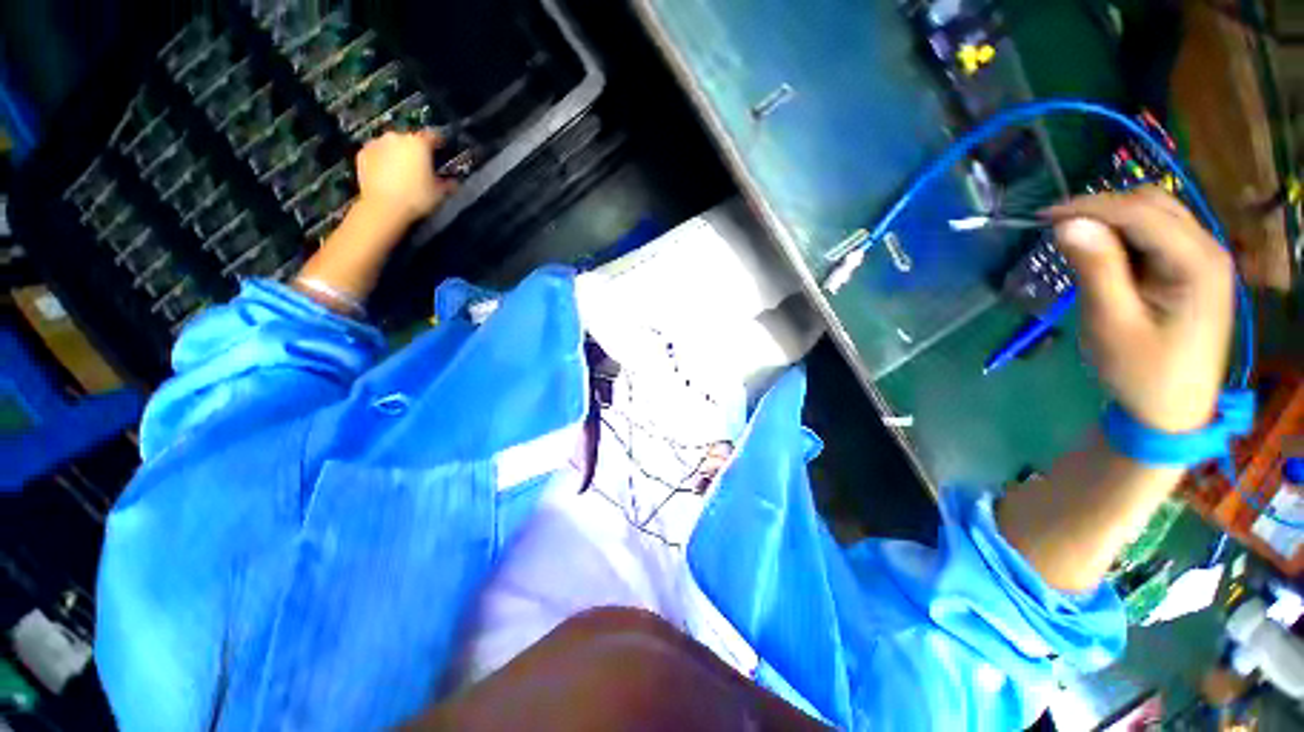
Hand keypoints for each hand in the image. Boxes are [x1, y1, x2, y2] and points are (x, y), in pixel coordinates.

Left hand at [355, 130, 451, 223]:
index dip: (439, 143)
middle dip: (415, 150)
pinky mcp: (362, 153)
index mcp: (419, 143)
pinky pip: (377, 153)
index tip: (442, 150)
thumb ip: (446, 183)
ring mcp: (377, 143)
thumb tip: (452, 182)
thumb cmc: (416, 198)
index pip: (433, 136)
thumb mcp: (439, 193)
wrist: (383, 207)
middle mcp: (397, 137)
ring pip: (392, 145)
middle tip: (420, 165)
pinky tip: (386, 173)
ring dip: (397, 153)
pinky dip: (382, 159)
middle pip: (410, 139)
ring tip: (402, 170)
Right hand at [1044, 187, 1234, 432]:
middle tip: (1058, 229)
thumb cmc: (1142, 373)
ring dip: (1113, 220)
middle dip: (1103, 209)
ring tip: (1076, 241)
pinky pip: (1156, 234)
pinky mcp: (1192, 268)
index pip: (1142, 213)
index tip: (1044, 216)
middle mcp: (1208, 249)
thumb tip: (1068, 225)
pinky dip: (1125, 235)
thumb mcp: (1112, 324)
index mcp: (1197, 264)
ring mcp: (1204, 258)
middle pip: (1154, 204)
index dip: (1091, 207)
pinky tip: (1103, 253)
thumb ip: (1096, 269)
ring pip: (1156, 213)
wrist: (1172, 409)